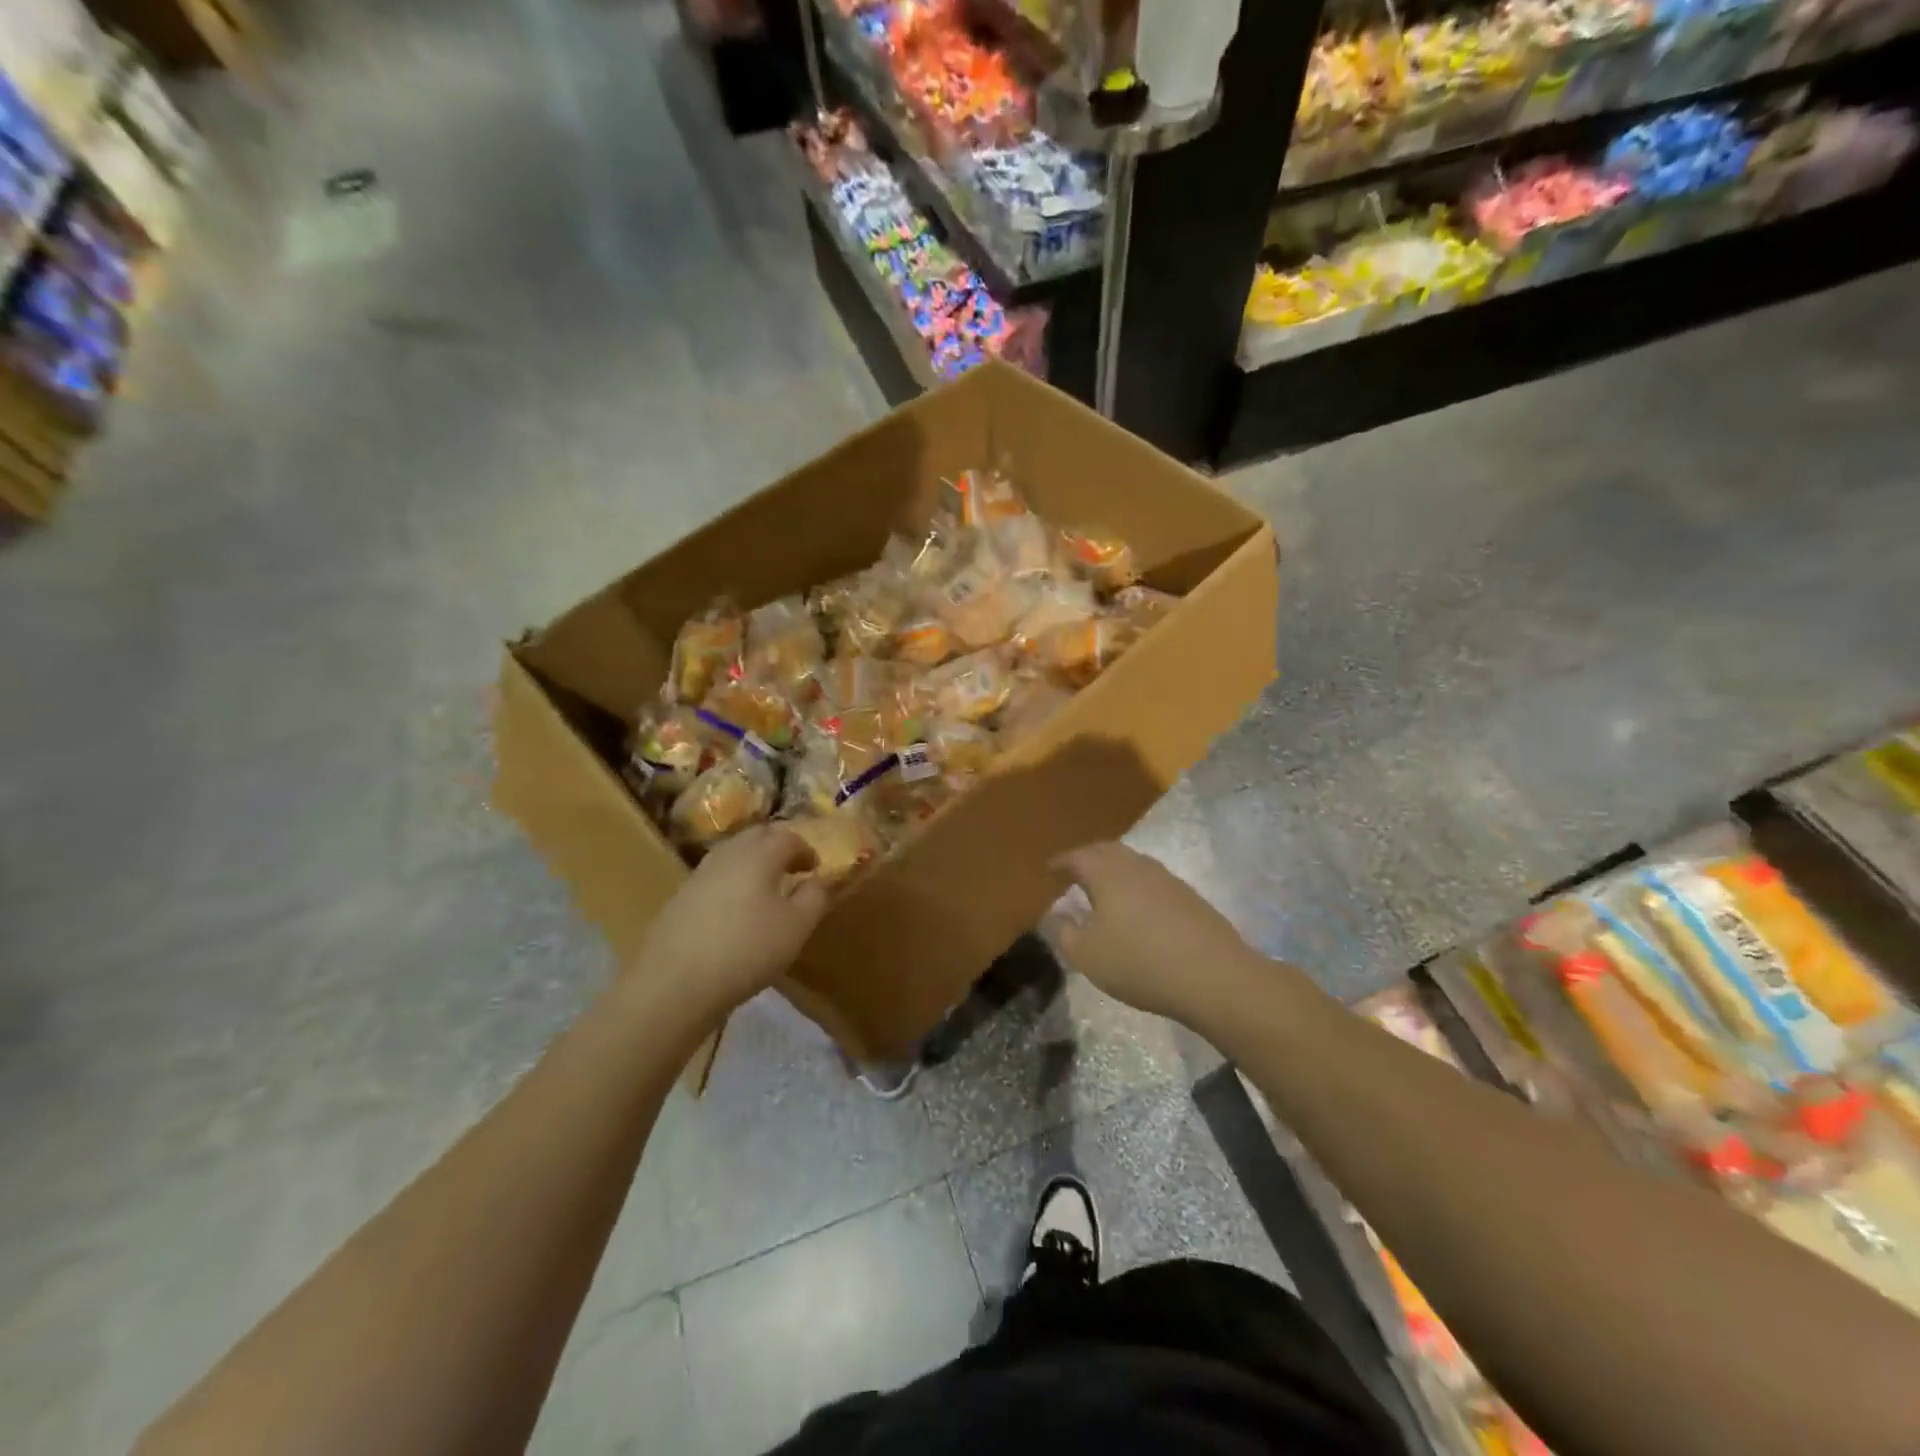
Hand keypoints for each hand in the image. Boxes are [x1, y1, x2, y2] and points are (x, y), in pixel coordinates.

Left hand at [635, 826, 829, 1015]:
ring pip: (732, 855)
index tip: (816, 869)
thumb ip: (815, 897)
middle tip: (793, 870)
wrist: (673, 984)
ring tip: (766, 891)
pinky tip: (735, 912)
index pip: (789, 837)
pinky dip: (732, 883)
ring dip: (753, 864)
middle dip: (778, 847)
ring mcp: (699, 875)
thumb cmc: (746, 950)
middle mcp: (727, 854)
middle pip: (757, 837)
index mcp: (759, 854)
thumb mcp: (796, 927)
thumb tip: (819, 879)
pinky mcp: (680, 898)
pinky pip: (715, 878)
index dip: (807, 850)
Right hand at [1046, 842, 1266, 1026]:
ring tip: (1102, 890)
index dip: (1060, 862)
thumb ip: (1064, 931)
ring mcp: (1167, 879)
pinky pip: (1152, 882)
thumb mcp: (1087, 955)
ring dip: (1114, 872)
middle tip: (1073, 873)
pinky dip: (1136, 887)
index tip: (1048, 870)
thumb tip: (1055, 914)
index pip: (1077, 856)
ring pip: (1133, 864)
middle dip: (1088, 859)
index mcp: (1108, 873)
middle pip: (1107, 852)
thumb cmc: (1139, 962)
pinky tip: (1136, 909)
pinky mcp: (1189, 897)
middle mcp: (1137, 866)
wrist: (1214, 976)